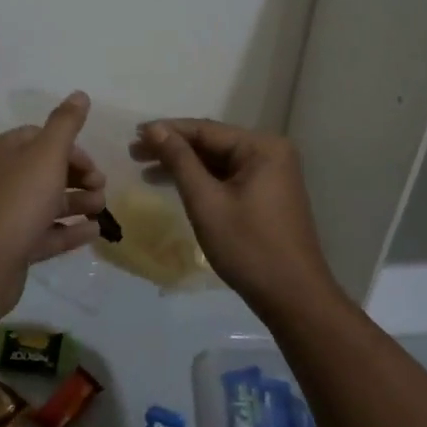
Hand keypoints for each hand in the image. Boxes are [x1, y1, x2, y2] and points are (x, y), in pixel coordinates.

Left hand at [0, 93, 106, 301]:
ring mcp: (0, 215)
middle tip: (102, 187)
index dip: (70, 150)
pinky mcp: (9, 246)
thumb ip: (66, 124)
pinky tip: (94, 231)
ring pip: (45, 202)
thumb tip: (80, 94)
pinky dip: (68, 229)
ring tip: (102, 209)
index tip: (92, 166)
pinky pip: (43, 232)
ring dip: (77, 203)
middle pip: (43, 170)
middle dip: (78, 178)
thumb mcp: (48, 154)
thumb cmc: (18, 200)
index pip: (38, 138)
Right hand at [131, 119, 338, 313]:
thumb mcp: (206, 202)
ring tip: (145, 170)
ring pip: (218, 162)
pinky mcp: (267, 194)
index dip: (167, 131)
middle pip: (212, 143)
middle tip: (134, 153)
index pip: (205, 129)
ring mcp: (271, 174)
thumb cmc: (248, 246)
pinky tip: (176, 185)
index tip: (134, 135)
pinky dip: (202, 181)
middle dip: (173, 148)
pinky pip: (229, 177)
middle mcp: (270, 152)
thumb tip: (155, 130)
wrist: (293, 297)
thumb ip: (180, 161)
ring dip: (184, 165)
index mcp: (262, 147)